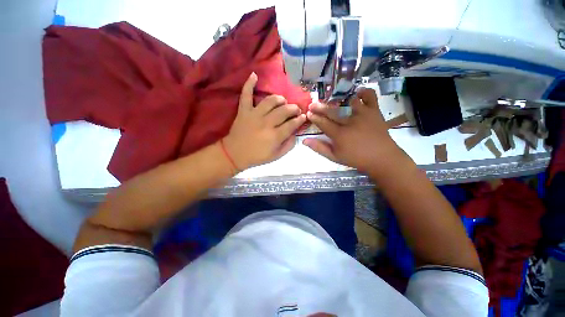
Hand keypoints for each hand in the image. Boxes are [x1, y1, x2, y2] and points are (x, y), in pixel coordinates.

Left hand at [223, 72, 306, 169]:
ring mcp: (254, 115)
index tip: (304, 117)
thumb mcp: (276, 156)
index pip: (292, 124)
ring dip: (279, 99)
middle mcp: (266, 123)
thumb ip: (288, 145)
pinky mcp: (244, 110)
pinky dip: (249, 84)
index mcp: (275, 136)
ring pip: (270, 101)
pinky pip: (246, 94)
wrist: (235, 154)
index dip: (300, 119)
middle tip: (296, 110)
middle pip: (284, 111)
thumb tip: (295, 133)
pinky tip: (254, 75)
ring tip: (283, 101)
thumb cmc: (257, 156)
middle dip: (293, 109)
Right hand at [303, 88, 411, 175]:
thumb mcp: (335, 157)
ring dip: (338, 99)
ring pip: (347, 102)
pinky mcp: (374, 111)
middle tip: (312, 104)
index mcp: (339, 135)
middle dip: (320, 107)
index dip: (314, 117)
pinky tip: (357, 93)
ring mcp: (363, 114)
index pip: (323, 123)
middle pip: (332, 111)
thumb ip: (319, 148)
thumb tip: (305, 141)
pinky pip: (370, 96)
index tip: (308, 113)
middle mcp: (350, 122)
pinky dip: (364, 92)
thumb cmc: (356, 159)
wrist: (382, 158)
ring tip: (331, 99)